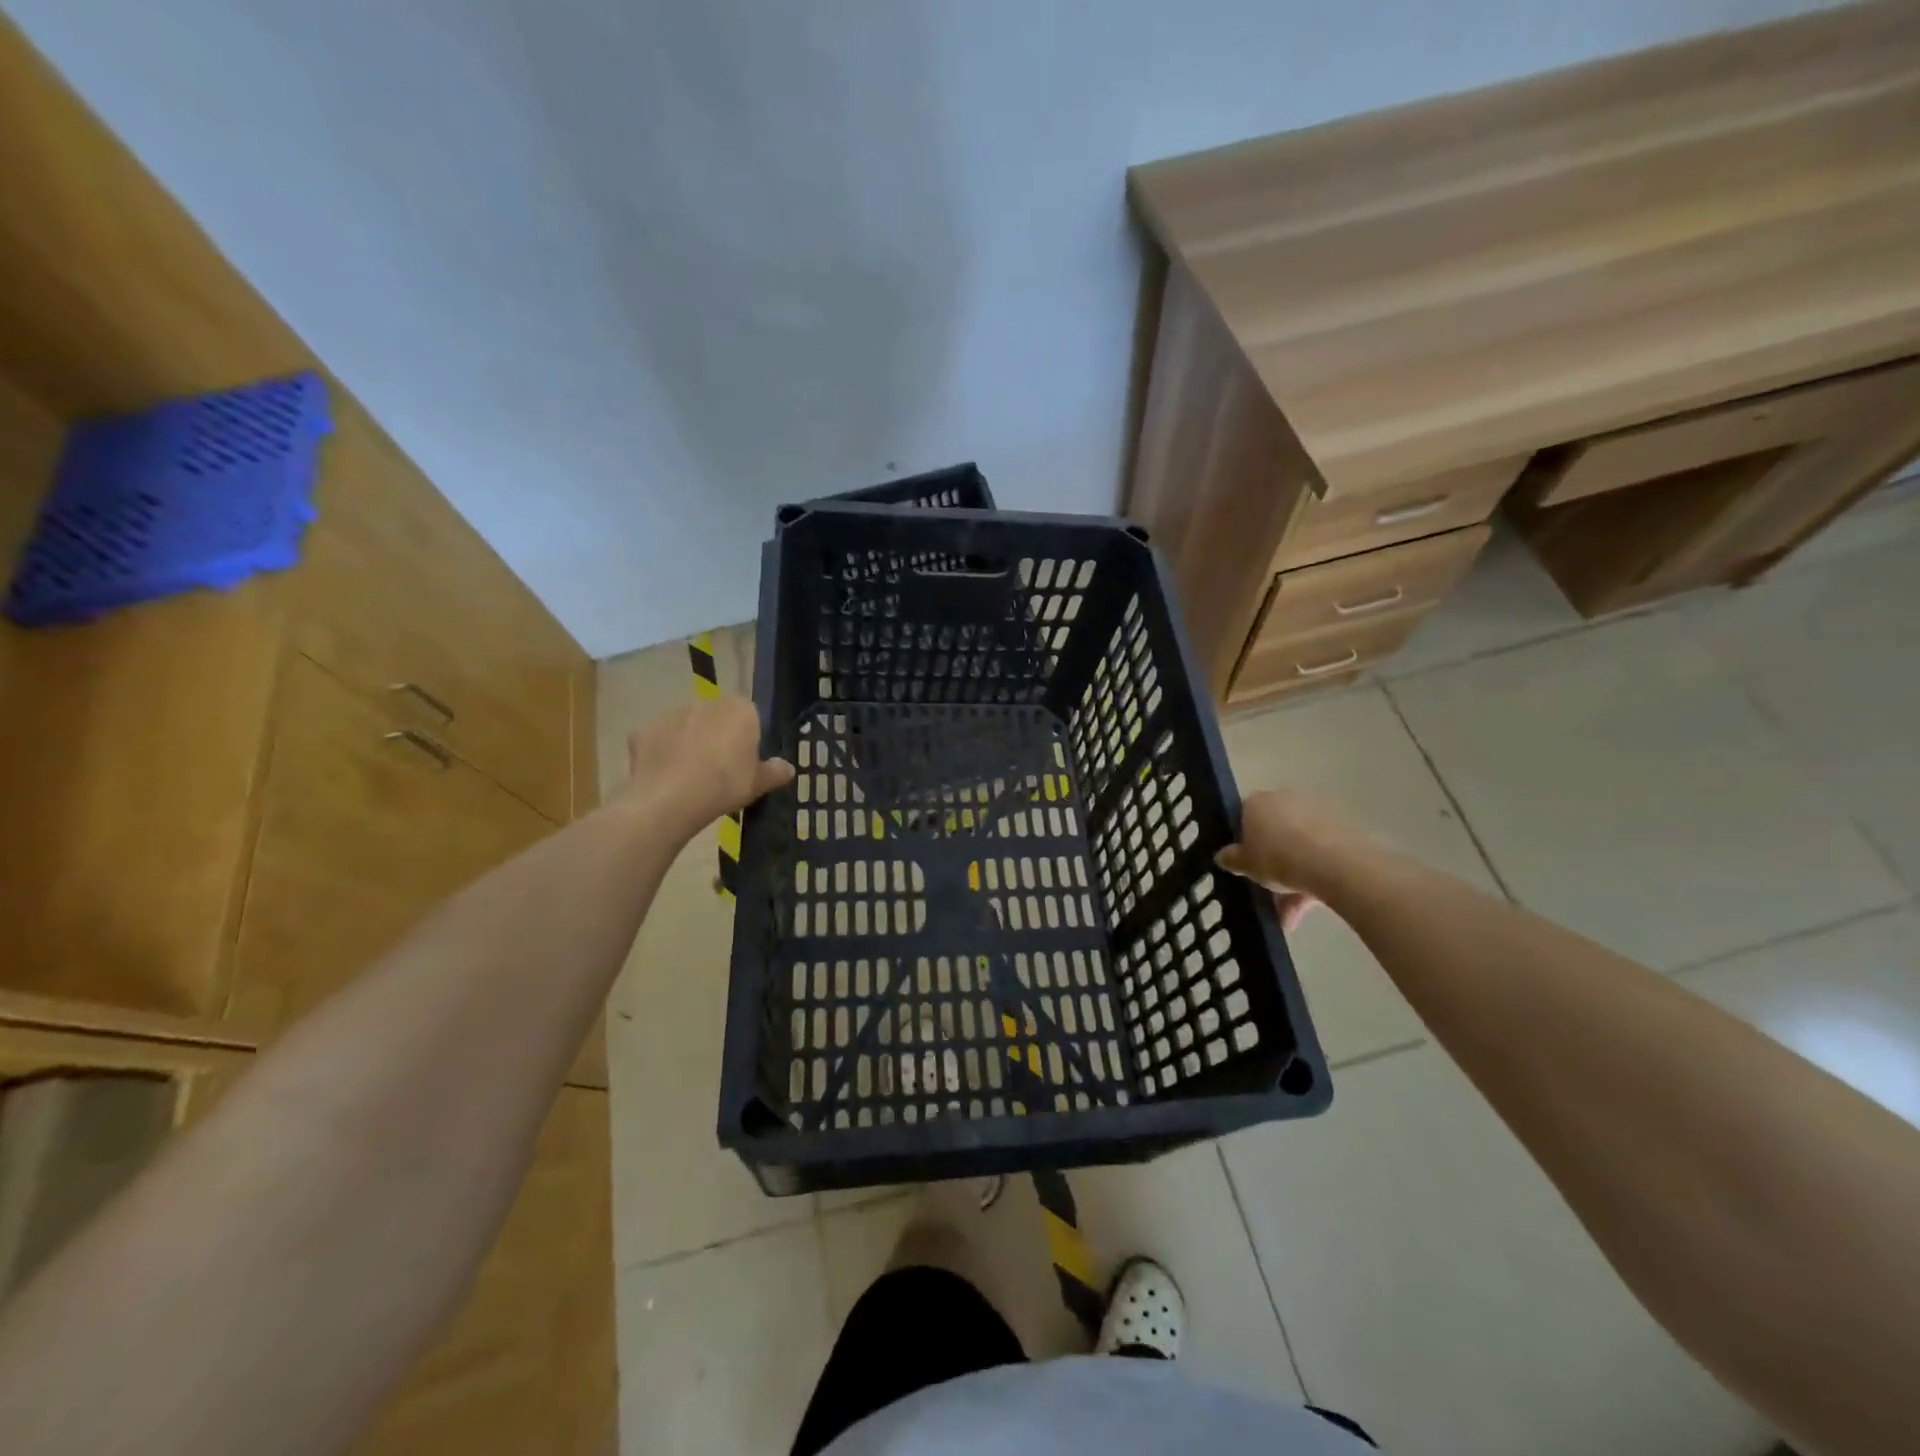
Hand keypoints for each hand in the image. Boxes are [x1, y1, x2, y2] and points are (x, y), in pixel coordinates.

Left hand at [620, 699, 793, 833]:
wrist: (670, 798)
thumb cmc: (724, 785)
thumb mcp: (758, 784)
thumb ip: (775, 772)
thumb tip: (788, 768)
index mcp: (740, 710)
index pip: (750, 715)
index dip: (747, 737)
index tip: (745, 760)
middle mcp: (707, 703)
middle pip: (717, 718)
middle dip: (717, 736)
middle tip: (719, 769)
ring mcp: (671, 714)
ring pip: (686, 726)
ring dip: (689, 742)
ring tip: (689, 776)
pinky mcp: (643, 729)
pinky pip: (659, 740)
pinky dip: (662, 753)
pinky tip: (665, 777)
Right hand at [1216, 789, 1366, 930]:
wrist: (1335, 862)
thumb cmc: (1278, 857)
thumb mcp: (1245, 864)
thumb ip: (1231, 859)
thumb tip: (1222, 856)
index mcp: (1256, 802)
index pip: (1242, 817)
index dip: (1241, 841)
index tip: (1243, 864)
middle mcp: (1285, 799)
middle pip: (1272, 832)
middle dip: (1270, 863)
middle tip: (1266, 891)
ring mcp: (1316, 813)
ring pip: (1297, 848)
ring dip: (1291, 881)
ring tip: (1287, 918)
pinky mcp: (1341, 830)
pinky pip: (1319, 856)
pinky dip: (1311, 880)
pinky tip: (1305, 911)